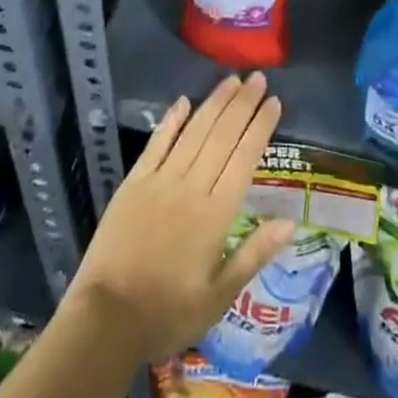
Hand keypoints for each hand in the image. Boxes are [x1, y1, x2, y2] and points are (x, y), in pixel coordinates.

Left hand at [67, 73, 294, 363]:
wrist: (106, 320)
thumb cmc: (168, 313)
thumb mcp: (219, 296)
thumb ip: (254, 253)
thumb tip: (291, 221)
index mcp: (216, 214)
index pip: (244, 158)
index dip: (260, 127)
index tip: (274, 101)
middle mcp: (191, 187)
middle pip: (222, 136)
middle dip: (242, 104)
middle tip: (258, 78)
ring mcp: (160, 180)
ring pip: (194, 132)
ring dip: (215, 103)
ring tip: (232, 80)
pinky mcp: (134, 182)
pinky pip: (157, 143)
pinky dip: (172, 120)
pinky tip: (184, 101)